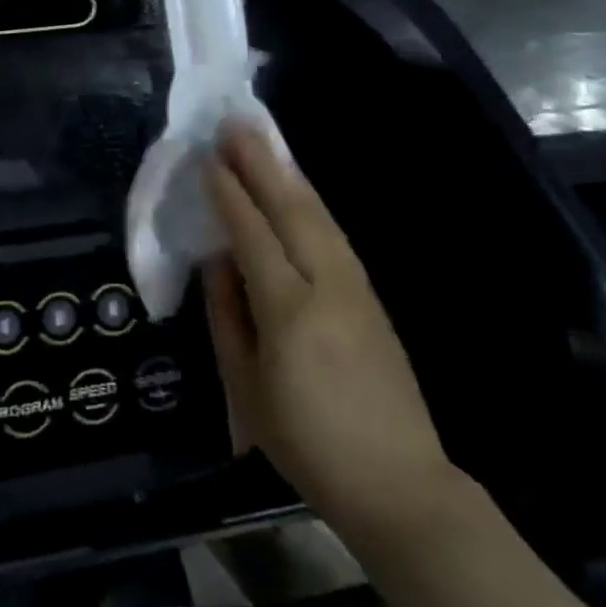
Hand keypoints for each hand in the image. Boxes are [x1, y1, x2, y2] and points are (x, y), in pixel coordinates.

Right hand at [205, 124, 456, 545]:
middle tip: (235, 125)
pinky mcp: (372, 295)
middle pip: (290, 210)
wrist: (397, 481)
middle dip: (260, 164)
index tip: (208, 158)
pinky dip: (311, 202)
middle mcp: (326, 286)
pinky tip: (297, 188)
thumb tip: (215, 260)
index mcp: (288, 311)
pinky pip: (334, 234)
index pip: (252, 234)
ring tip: (263, 141)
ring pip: (318, 215)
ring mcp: (356, 287)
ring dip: (288, 173)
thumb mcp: (246, 388)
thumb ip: (226, 316)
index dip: (229, 193)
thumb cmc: (306, 443)